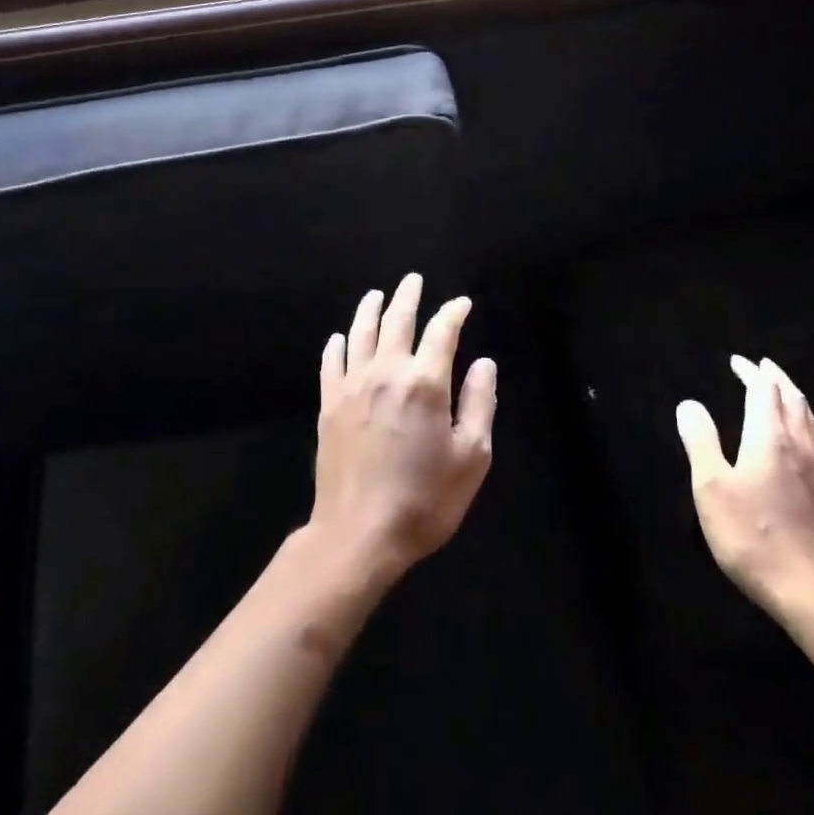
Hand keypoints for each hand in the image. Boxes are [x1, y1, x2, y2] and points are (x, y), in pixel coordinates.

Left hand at [311, 274, 497, 579]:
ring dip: (370, 310)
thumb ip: (479, 403)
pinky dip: (337, 346)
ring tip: (377, 295)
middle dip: (408, 297)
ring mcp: (352, 387)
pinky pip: (331, 363)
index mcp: (425, 382)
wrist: (359, 534)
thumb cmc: (425, 499)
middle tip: (413, 280)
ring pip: (360, 334)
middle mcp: (386, 373)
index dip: (454, 312)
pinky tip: (339, 338)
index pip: (442, 331)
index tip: (462, 303)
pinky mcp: (329, 405)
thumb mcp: (471, 457)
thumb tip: (483, 363)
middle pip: (397, 321)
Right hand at [677, 355, 813, 627]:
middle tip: (764, 366)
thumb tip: (689, 404)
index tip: (737, 361)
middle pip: (793, 400)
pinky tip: (799, 440)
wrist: (810, 589)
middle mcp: (798, 446)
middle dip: (777, 378)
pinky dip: (804, 424)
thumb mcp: (711, 487)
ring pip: (810, 421)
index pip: (763, 392)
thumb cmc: (752, 535)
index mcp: (769, 439)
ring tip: (785, 392)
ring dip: (795, 398)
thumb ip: (701, 441)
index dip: (751, 373)